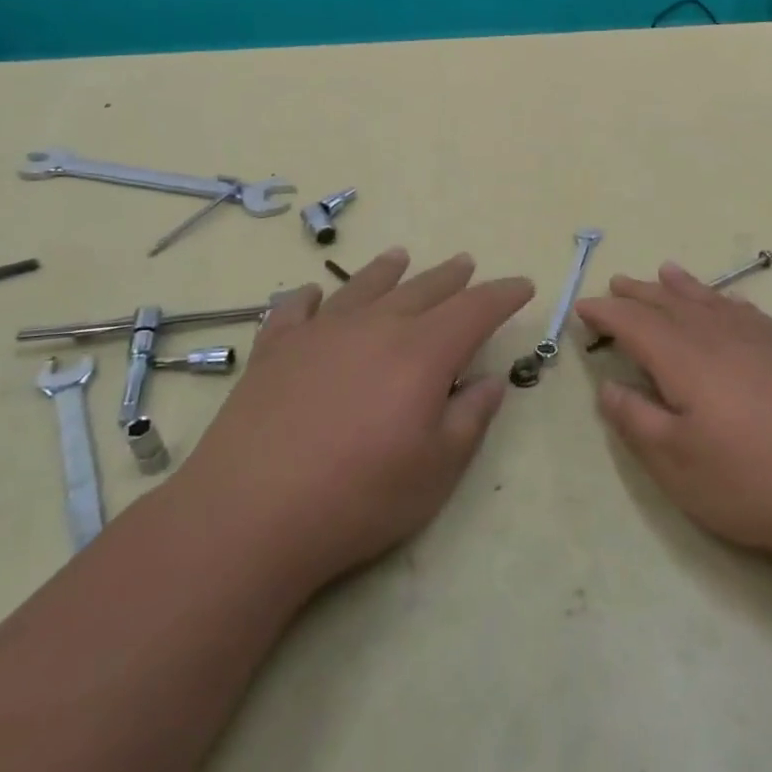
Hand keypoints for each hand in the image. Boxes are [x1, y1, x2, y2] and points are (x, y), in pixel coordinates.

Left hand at [180, 248, 533, 593]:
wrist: (249, 515)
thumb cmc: (359, 497)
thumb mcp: (437, 469)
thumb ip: (470, 417)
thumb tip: (491, 380)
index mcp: (422, 352)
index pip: (475, 309)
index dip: (503, 295)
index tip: (523, 285)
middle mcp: (374, 327)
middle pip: (422, 290)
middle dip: (451, 277)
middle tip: (467, 263)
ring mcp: (319, 333)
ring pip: (363, 288)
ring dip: (387, 271)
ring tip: (400, 256)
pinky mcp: (273, 350)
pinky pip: (295, 309)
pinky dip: (309, 297)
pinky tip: (312, 294)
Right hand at [576, 264, 771, 568]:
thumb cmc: (751, 480)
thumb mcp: (676, 463)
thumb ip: (636, 420)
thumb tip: (607, 388)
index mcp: (684, 359)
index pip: (634, 324)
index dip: (606, 313)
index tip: (583, 307)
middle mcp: (719, 337)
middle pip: (670, 304)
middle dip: (639, 294)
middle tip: (616, 283)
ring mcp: (760, 341)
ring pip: (710, 301)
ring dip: (682, 287)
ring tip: (665, 271)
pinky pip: (747, 312)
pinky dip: (726, 300)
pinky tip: (728, 303)